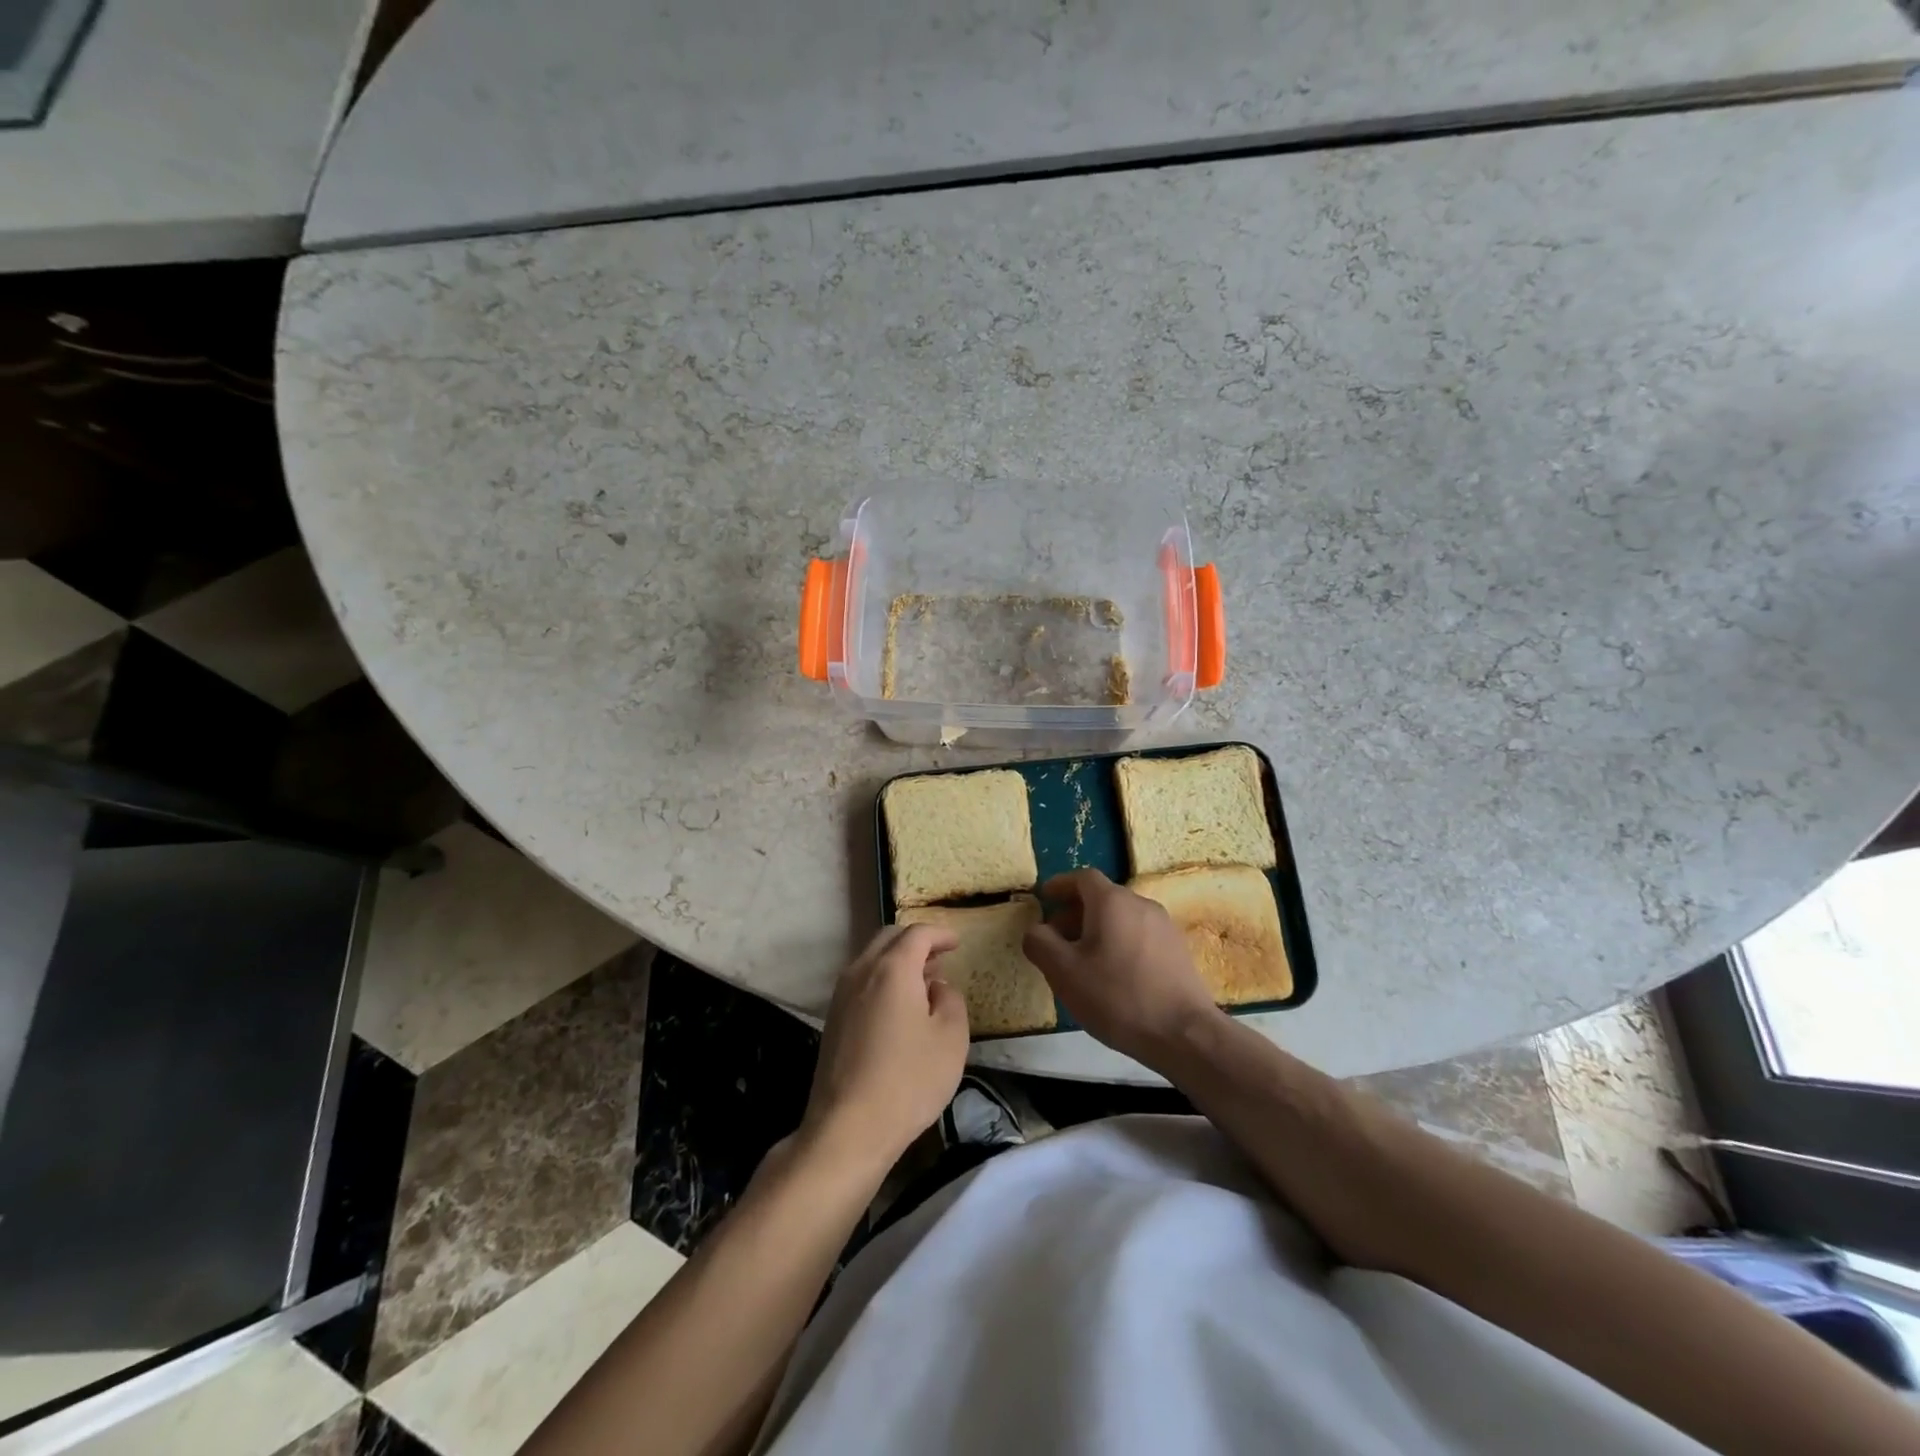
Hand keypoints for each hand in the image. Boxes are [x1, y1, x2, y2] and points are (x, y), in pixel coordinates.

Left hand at [799, 924, 969, 1177]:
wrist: (848, 1128)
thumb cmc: (908, 1080)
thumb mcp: (951, 1038)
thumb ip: (951, 1000)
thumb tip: (937, 987)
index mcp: (892, 968)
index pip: (917, 933)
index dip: (940, 934)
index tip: (957, 943)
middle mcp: (861, 971)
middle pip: (889, 939)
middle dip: (916, 942)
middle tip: (940, 959)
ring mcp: (841, 995)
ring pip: (871, 960)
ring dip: (898, 962)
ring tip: (923, 984)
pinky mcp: (832, 1020)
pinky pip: (861, 983)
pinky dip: (882, 981)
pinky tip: (898, 1009)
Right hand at [1023, 868, 1220, 1063]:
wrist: (1185, 1034)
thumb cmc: (1117, 997)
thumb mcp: (1064, 972)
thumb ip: (1040, 943)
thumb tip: (1036, 930)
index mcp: (1112, 901)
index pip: (1082, 878)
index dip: (1060, 885)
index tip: (1044, 898)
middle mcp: (1140, 904)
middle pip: (1102, 898)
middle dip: (1075, 912)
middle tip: (1055, 939)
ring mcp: (1164, 926)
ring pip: (1121, 918)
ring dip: (1097, 930)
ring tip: (1081, 962)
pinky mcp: (1177, 950)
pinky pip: (1138, 935)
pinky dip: (1118, 943)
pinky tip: (1112, 976)